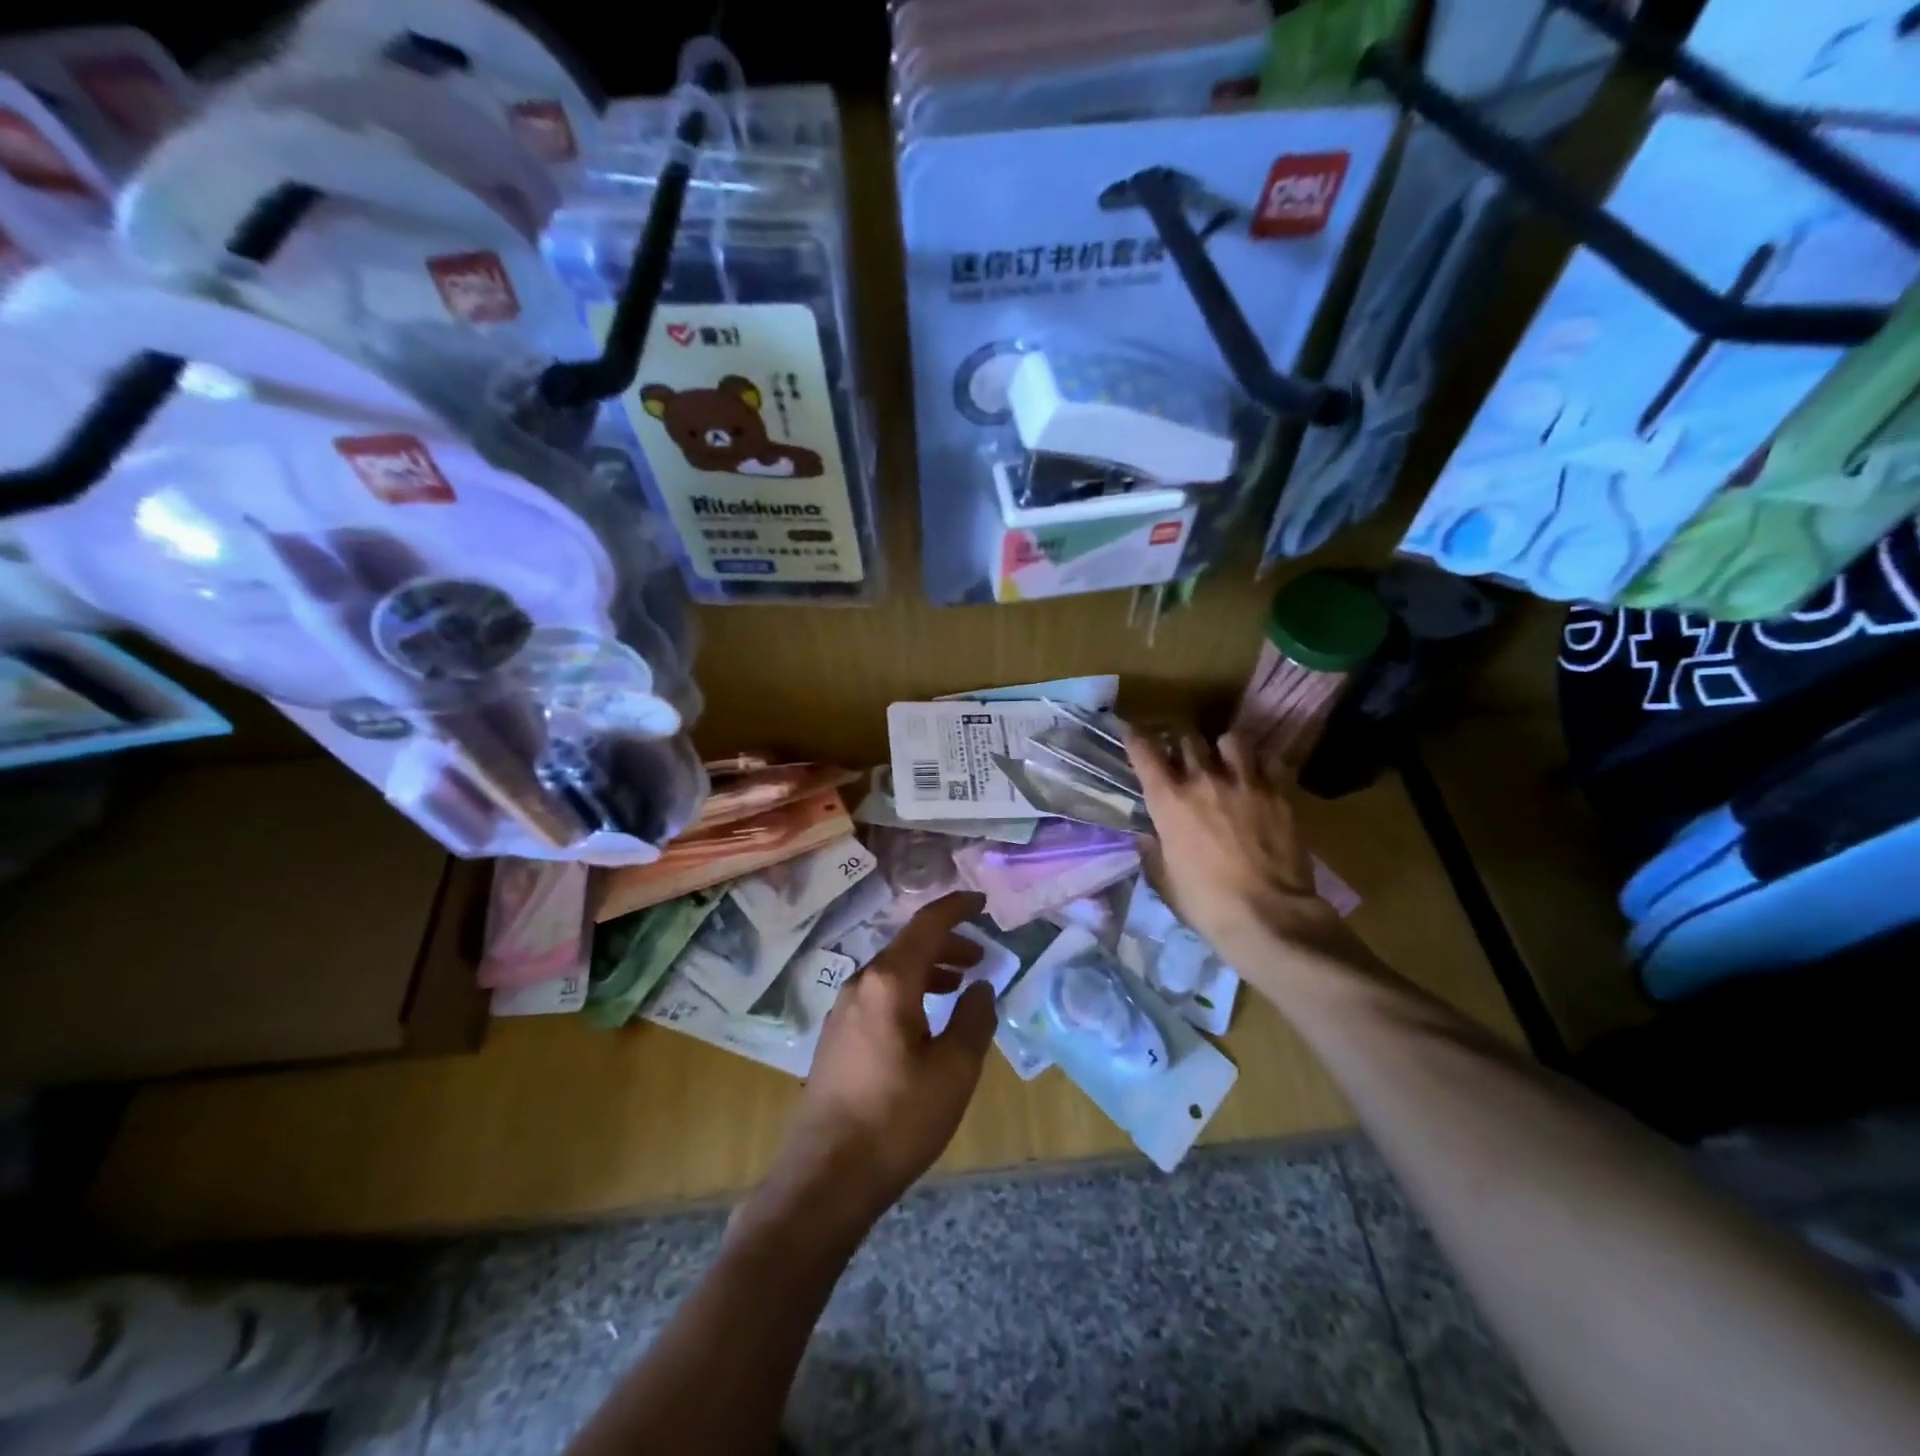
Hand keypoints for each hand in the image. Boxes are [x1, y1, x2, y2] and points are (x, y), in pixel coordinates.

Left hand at [755, 891, 997, 1234]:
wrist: (826, 1177)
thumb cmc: (898, 1118)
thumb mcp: (954, 1070)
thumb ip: (974, 1019)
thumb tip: (981, 987)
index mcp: (890, 982)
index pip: (926, 925)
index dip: (956, 908)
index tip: (982, 903)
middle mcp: (861, 985)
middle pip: (908, 946)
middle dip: (947, 944)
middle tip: (980, 957)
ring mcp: (842, 1011)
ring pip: (892, 972)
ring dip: (929, 970)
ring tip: (959, 986)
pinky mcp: (836, 1037)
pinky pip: (879, 996)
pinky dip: (909, 992)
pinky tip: (924, 1021)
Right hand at [1125, 729, 1348, 970]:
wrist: (1269, 916)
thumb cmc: (1206, 903)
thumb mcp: (1165, 880)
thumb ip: (1153, 850)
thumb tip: (1148, 834)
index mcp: (1169, 801)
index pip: (1145, 753)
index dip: (1135, 737)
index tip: (1131, 730)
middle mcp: (1203, 781)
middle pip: (1188, 738)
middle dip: (1181, 743)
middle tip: (1183, 754)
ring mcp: (1245, 783)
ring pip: (1231, 740)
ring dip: (1224, 748)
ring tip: (1226, 760)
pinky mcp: (1278, 793)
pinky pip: (1268, 760)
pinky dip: (1260, 763)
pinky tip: (1258, 776)